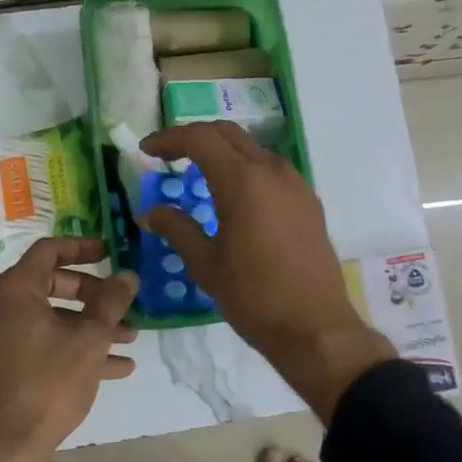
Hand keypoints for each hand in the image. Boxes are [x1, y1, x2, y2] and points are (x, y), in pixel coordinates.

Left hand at [0, 237, 137, 461]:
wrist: (9, 446)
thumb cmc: (50, 381)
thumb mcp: (90, 338)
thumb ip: (111, 301)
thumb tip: (128, 275)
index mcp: (17, 289)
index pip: (49, 250)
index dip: (82, 246)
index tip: (110, 252)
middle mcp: (5, 306)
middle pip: (54, 283)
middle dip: (94, 293)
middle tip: (122, 301)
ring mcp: (5, 337)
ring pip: (55, 317)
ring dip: (93, 324)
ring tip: (131, 338)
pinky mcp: (10, 363)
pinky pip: (48, 342)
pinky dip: (78, 347)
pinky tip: (117, 367)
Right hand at [139, 122, 392, 420]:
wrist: (315, 328)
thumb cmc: (253, 296)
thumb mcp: (206, 264)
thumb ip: (176, 228)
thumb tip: (149, 212)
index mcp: (242, 181)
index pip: (200, 138)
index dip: (169, 139)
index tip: (146, 150)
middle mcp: (272, 171)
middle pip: (227, 134)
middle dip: (194, 137)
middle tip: (168, 155)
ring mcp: (295, 183)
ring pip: (252, 148)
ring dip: (222, 150)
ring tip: (198, 172)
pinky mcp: (308, 200)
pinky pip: (271, 168)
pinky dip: (246, 167)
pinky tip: (235, 194)